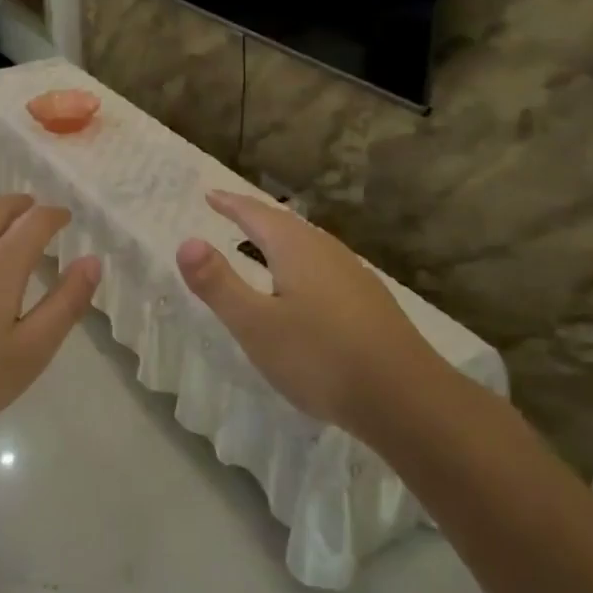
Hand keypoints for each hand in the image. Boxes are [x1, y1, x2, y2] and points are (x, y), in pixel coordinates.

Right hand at [176, 190, 445, 436]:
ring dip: (280, 240)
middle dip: (255, 217)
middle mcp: (327, 251)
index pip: (256, 214)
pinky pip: (324, 267)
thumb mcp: (256, 325)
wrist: (406, 398)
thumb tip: (186, 241)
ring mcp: (354, 275)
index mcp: (296, 248)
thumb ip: (219, 283)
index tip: (210, 194)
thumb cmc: (320, 358)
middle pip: (285, 224)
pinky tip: (303, 288)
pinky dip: (300, 264)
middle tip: (231, 212)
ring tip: (261, 245)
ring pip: (308, 245)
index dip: (230, 204)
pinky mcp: (370, 302)